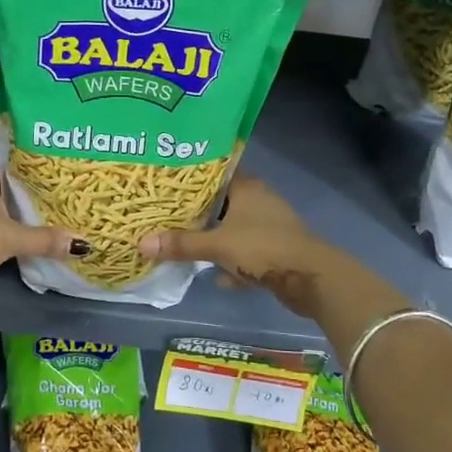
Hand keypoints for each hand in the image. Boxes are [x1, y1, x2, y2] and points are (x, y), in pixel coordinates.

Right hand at [138, 178, 330, 313]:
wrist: (311, 279)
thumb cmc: (263, 248)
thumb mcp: (217, 245)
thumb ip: (181, 244)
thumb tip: (141, 243)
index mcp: (247, 187)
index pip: (216, 172)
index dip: (193, 176)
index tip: (168, 181)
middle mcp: (259, 201)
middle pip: (222, 201)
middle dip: (199, 211)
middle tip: (168, 214)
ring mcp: (269, 226)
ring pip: (234, 228)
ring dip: (216, 238)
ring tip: (186, 243)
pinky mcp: (275, 250)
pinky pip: (246, 252)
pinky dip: (233, 262)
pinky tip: (217, 276)